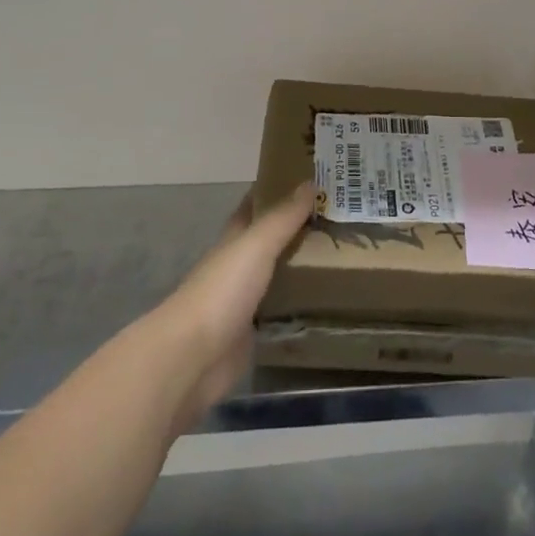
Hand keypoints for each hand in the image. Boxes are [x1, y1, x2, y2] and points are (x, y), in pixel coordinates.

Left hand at [151, 182, 313, 428]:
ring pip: (276, 275)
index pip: (253, 207)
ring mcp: (243, 301)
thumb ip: (282, 217)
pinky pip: (280, 311)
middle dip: (295, 228)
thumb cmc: (222, 290)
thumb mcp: (255, 245)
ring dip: (299, 265)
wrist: (194, 357)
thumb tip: (310, 182)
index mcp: (234, 240)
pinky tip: (323, 299)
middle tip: (336, 217)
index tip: (307, 178)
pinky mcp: (251, 334)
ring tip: (340, 255)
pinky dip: (298, 303)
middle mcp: (237, 266)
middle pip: (268, 241)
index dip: (275, 190)